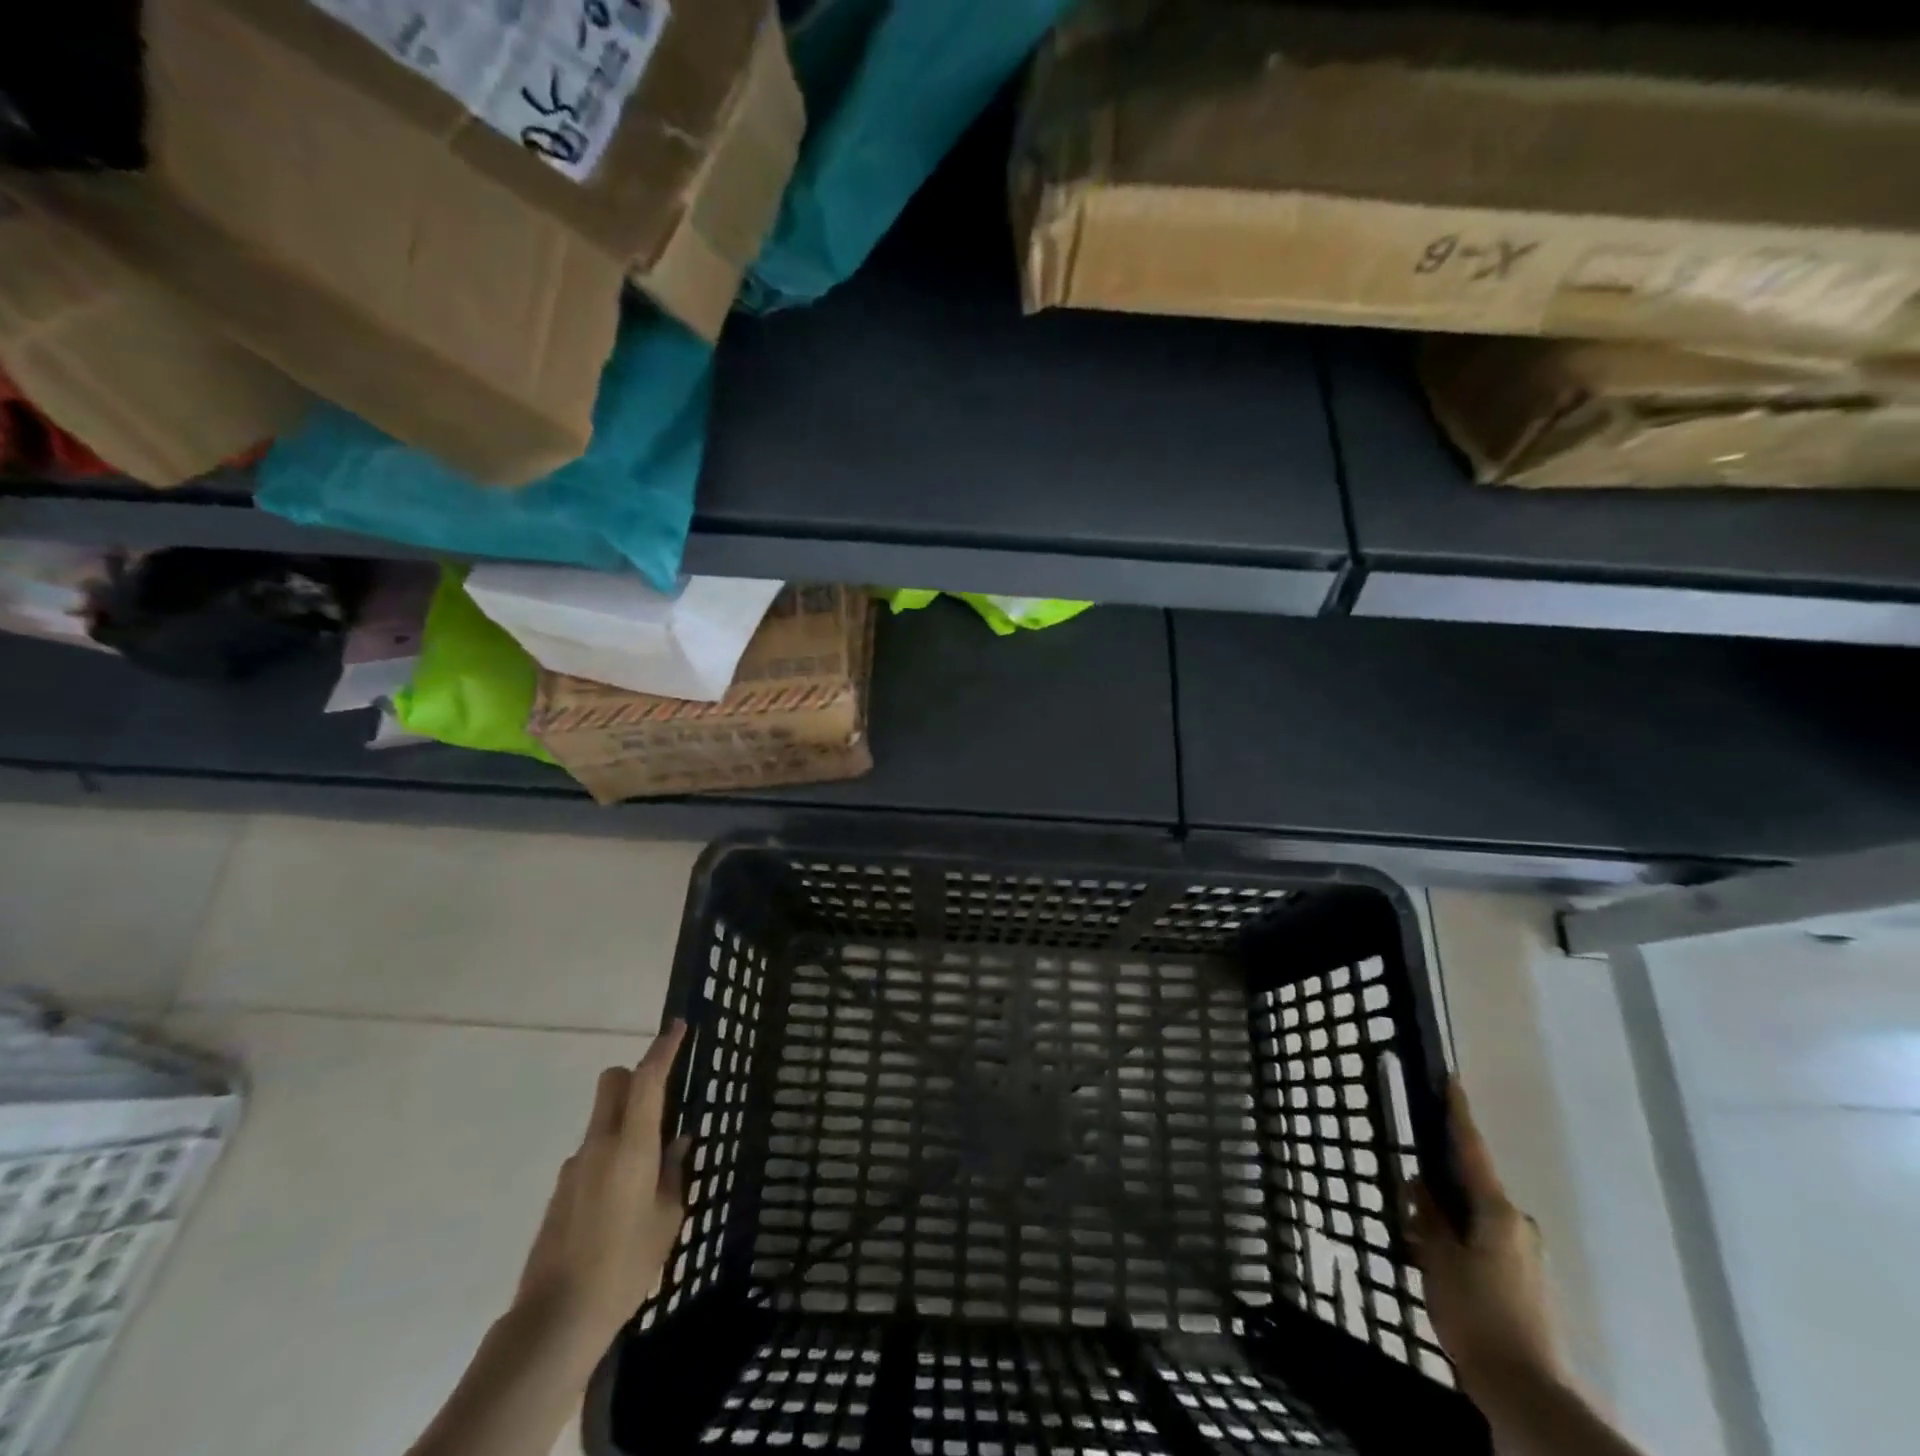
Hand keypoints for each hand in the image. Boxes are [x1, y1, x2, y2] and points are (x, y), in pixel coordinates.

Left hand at [514, 1021, 690, 1353]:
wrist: (555, 1319)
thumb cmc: (625, 1265)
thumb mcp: (668, 1218)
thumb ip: (674, 1172)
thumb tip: (677, 1142)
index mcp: (630, 1146)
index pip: (647, 1079)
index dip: (663, 1048)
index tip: (677, 1026)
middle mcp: (598, 1145)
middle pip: (612, 1083)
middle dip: (635, 1077)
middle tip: (660, 1102)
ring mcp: (574, 1167)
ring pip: (602, 1120)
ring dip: (624, 1126)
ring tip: (648, 1177)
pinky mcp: (561, 1191)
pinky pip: (592, 1155)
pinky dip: (610, 1160)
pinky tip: (621, 1206)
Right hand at [1407, 1080, 1562, 1395]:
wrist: (1525, 1390)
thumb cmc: (1475, 1313)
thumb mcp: (1437, 1259)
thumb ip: (1427, 1216)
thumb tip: (1420, 1183)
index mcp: (1497, 1212)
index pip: (1472, 1150)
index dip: (1459, 1114)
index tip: (1451, 1081)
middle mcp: (1518, 1225)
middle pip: (1473, 1186)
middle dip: (1441, 1180)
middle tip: (1408, 1184)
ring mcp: (1526, 1255)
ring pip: (1477, 1217)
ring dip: (1448, 1216)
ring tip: (1415, 1231)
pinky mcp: (1526, 1281)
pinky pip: (1485, 1241)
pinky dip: (1460, 1239)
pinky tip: (1437, 1259)